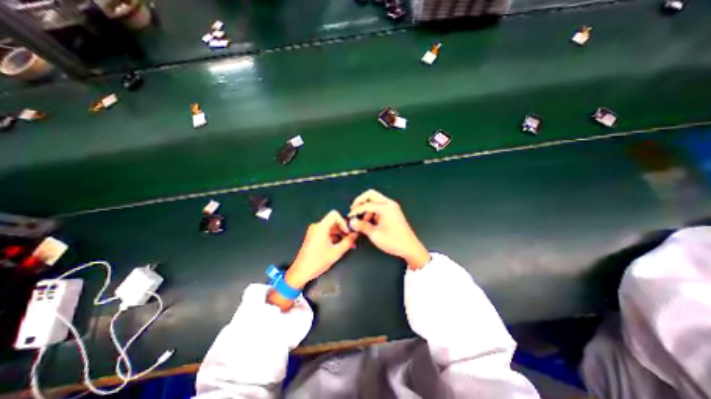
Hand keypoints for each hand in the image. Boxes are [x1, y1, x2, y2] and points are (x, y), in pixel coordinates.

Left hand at [286, 211, 357, 290]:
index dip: (343, 222)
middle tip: (352, 239)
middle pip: (333, 222)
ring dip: (340, 235)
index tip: (347, 232)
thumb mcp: (336, 252)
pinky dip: (334, 238)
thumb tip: (355, 234)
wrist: (301, 272)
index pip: (334, 215)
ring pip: (331, 228)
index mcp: (321, 227)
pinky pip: (326, 233)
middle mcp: (317, 226)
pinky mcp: (314, 237)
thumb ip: (348, 241)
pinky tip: (341, 246)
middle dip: (344, 230)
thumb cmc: (318, 261)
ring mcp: (314, 232)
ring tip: (349, 244)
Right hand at [349, 189, 429, 269]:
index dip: (356, 210)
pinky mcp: (393, 211)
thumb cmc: (394, 241)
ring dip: (367, 207)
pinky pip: (380, 206)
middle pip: (371, 195)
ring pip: (375, 200)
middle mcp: (389, 204)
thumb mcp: (375, 235)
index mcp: (386, 208)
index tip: (350, 216)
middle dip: (360, 201)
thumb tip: (353, 221)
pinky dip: (373, 211)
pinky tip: (370, 221)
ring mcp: (392, 207)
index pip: (366, 204)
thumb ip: (362, 226)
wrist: (409, 247)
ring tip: (362, 220)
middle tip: (354, 209)